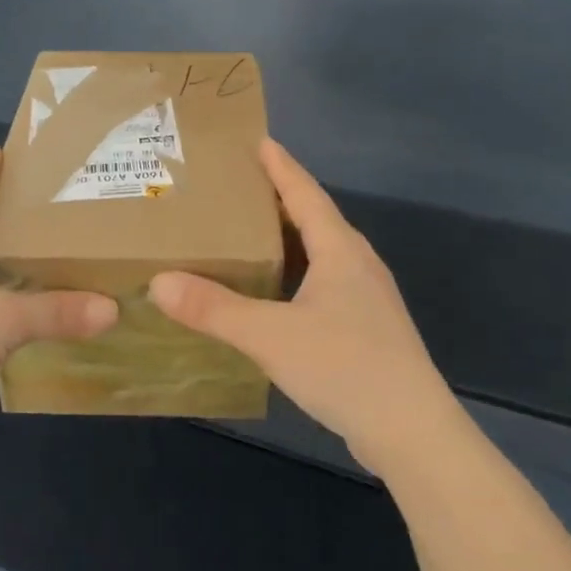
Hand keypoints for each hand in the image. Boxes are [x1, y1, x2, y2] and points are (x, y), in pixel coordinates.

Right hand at [148, 139, 456, 473]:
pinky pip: (323, 285)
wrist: (410, 430)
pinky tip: (273, 296)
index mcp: (340, 251)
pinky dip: (294, 277)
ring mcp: (366, 299)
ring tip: (247, 238)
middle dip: (278, 201)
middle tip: (236, 190)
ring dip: (287, 241)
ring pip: (320, 255)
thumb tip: (160, 282)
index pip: (306, 194)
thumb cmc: (345, 367)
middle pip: (315, 219)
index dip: (281, 167)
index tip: (259, 140)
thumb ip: (214, 309)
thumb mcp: (270, 336)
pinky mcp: (366, 328)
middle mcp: (357, 265)